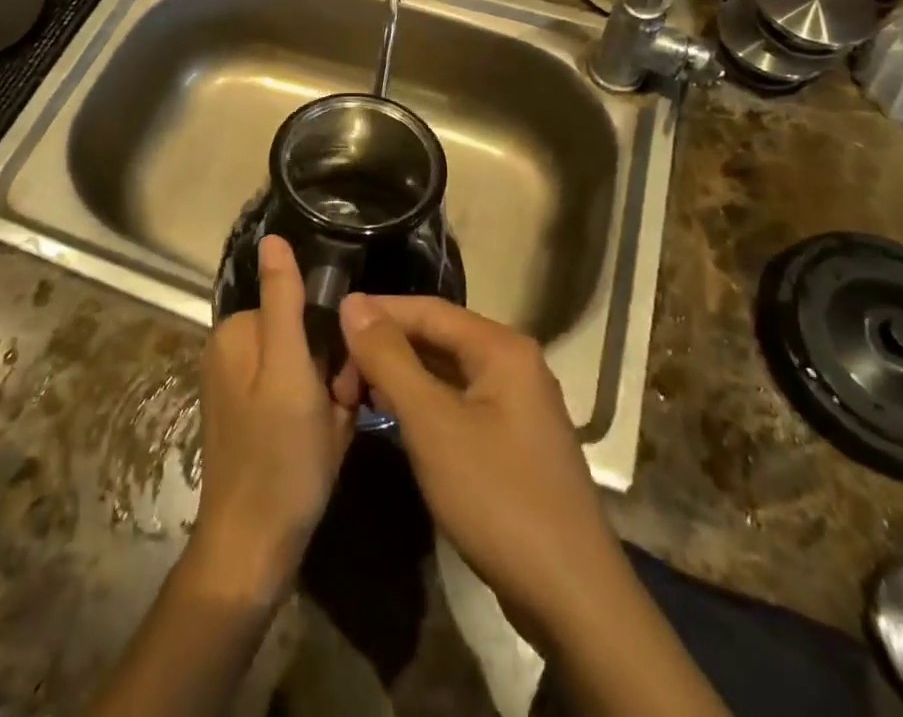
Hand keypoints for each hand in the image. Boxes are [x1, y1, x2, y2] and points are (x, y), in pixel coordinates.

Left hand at [190, 235, 359, 605]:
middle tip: (339, 411)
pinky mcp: (252, 420)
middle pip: (304, 337)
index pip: (301, 307)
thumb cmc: (278, 456)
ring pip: (308, 370)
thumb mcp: (289, 370)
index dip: (332, 339)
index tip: (344, 377)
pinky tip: (320, 447)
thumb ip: (284, 301)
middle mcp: (234, 353)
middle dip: (332, 371)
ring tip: (330, 433)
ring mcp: (242, 389)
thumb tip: (274, 237)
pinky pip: (298, 398)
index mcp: (238, 333)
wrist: (253, 549)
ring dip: (329, 398)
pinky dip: (317, 418)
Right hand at [337, 294, 629, 645]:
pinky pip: (459, 403)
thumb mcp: (432, 423)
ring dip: (401, 378)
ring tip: (354, 394)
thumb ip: (389, 358)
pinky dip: (424, 404)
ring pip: (447, 372)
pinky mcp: (514, 441)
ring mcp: (518, 404)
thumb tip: (352, 303)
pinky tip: (395, 420)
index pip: (428, 309)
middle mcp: (514, 363)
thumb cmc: (497, 497)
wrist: (573, 599)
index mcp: (501, 347)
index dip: (377, 313)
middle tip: (339, 377)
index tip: (330, 328)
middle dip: (386, 349)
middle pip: (438, 337)